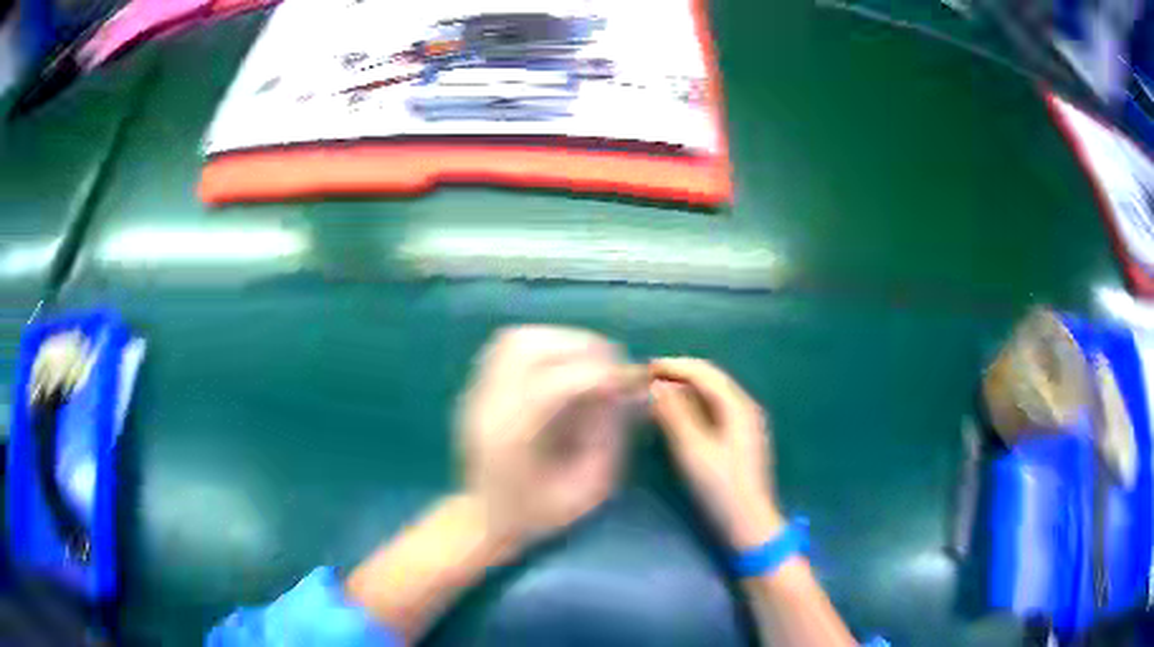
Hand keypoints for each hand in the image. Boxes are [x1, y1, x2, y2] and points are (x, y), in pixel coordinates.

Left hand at [457, 326, 629, 543]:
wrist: (483, 518)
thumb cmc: (537, 514)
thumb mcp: (585, 492)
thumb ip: (608, 442)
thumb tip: (623, 393)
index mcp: (512, 441)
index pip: (551, 386)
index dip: (596, 375)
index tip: (625, 382)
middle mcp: (488, 409)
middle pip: (528, 350)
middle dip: (579, 347)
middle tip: (611, 365)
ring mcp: (477, 394)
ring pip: (516, 340)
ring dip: (560, 339)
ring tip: (589, 359)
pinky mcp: (476, 388)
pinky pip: (506, 346)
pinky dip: (541, 342)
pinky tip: (562, 362)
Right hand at [649, 358, 783, 548]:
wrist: (748, 522)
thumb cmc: (720, 487)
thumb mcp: (693, 450)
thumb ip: (674, 415)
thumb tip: (656, 386)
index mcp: (738, 406)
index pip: (704, 373)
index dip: (674, 366)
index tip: (645, 367)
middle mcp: (745, 408)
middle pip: (711, 380)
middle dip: (680, 375)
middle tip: (649, 378)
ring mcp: (745, 423)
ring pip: (713, 395)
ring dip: (686, 389)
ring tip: (658, 393)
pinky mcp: (740, 439)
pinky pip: (715, 410)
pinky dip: (694, 405)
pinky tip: (679, 415)